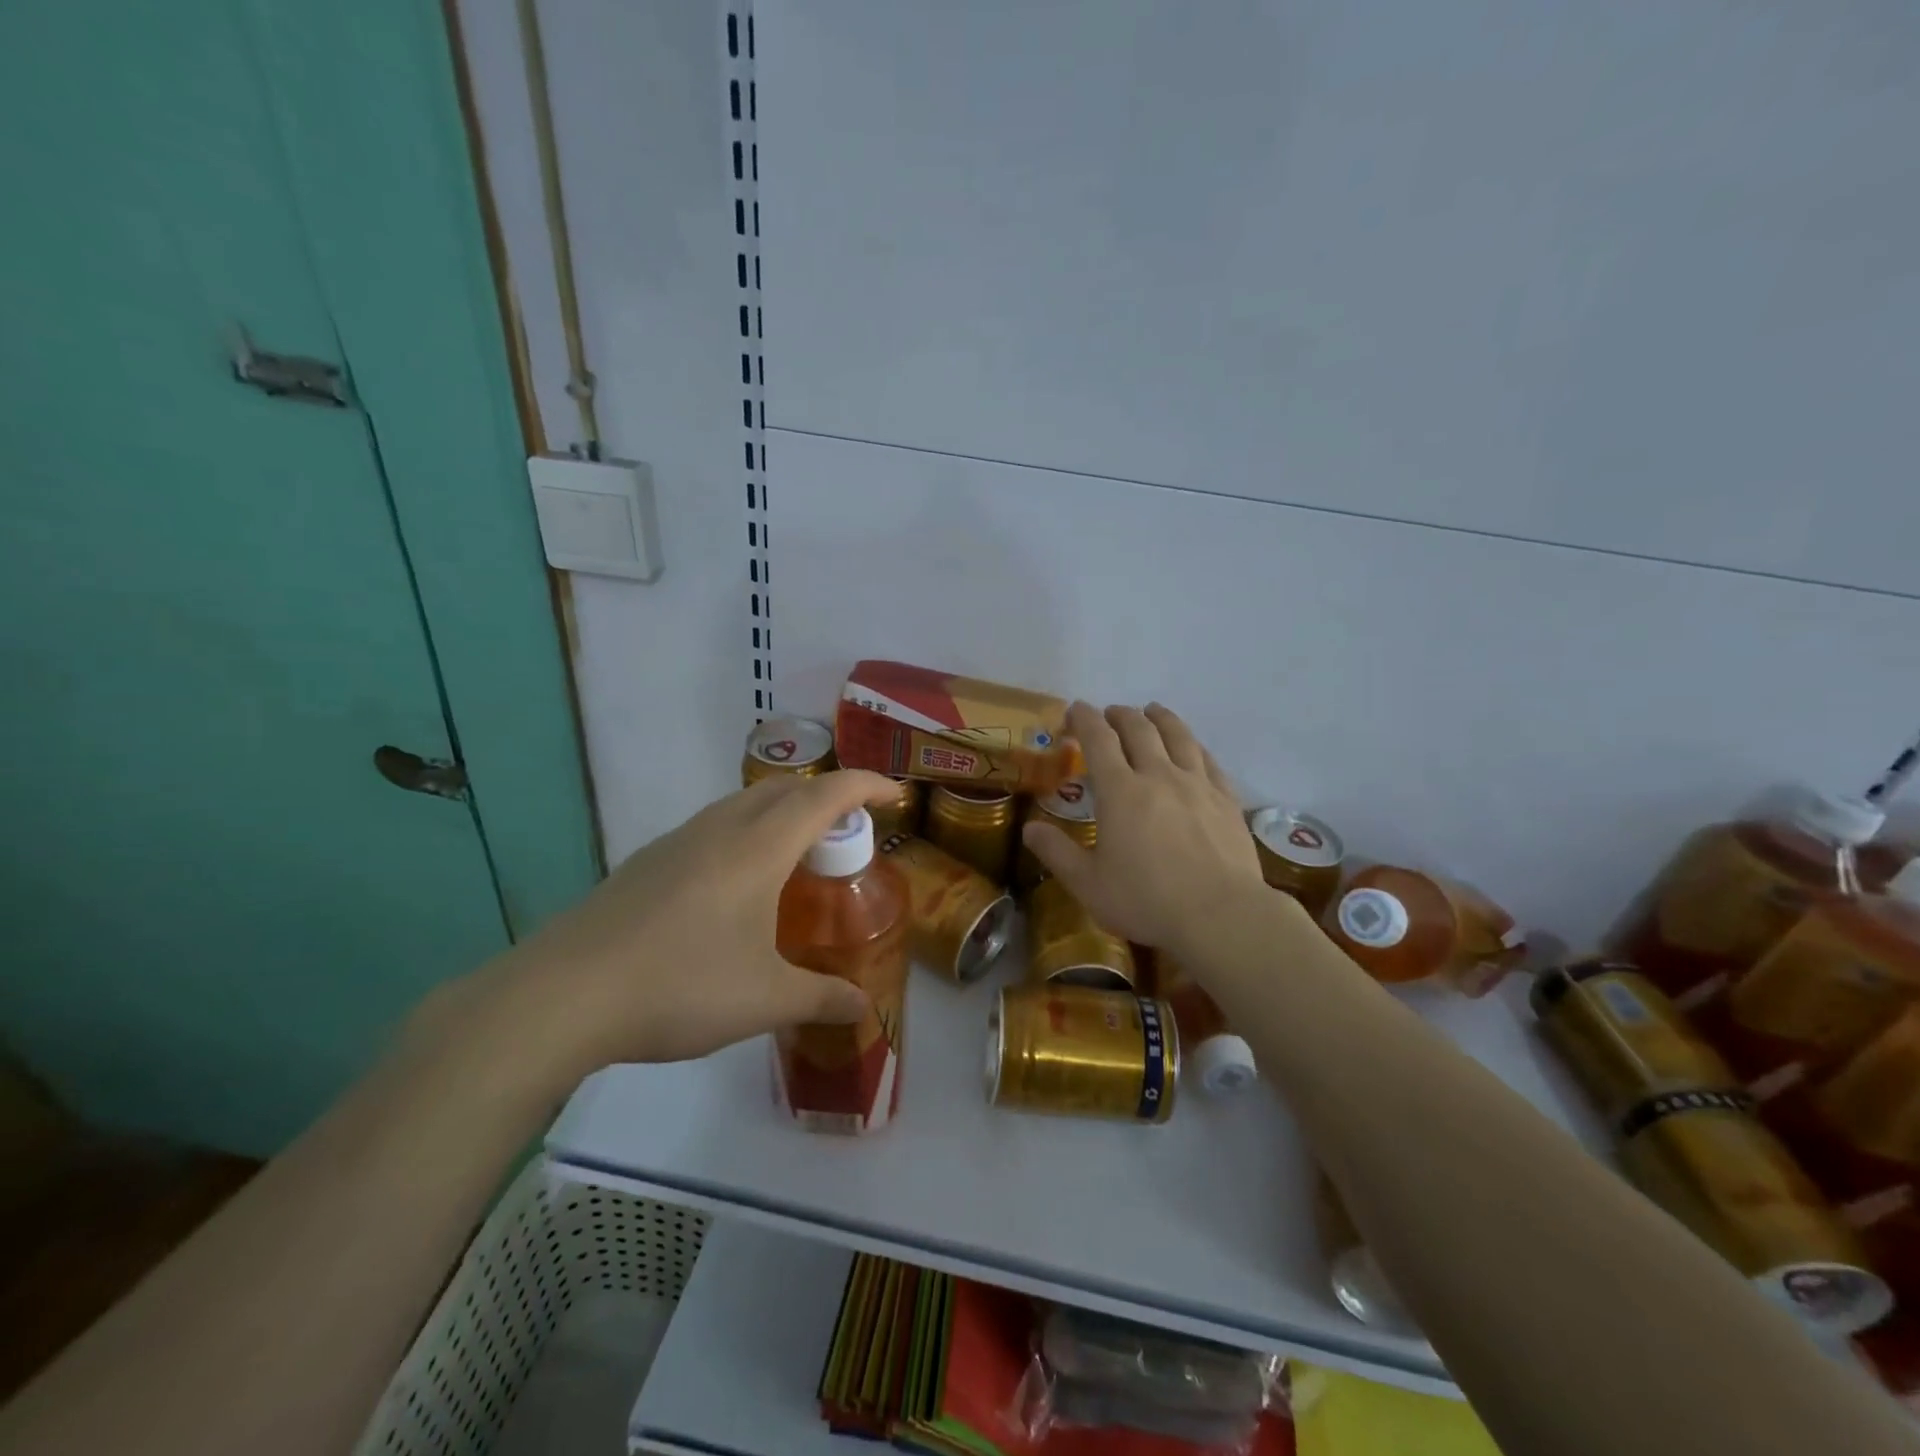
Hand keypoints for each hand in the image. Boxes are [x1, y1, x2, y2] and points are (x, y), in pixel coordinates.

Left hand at [477, 769, 901, 1073]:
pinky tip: (737, 885)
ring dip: (783, 812)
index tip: (896, 795)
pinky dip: (746, 833)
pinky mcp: (648, 861)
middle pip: (785, 788)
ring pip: (745, 803)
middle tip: (849, 834)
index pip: (826, 795)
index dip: (866, 786)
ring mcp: (679, 841)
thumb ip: (820, 998)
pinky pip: (714, 827)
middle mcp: (721, 829)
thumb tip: (863, 1009)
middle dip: (827, 797)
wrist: (563, 995)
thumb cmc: (679, 986)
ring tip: (798, 856)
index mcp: (758, 848)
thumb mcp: (763, 1000)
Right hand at [1023, 702, 1266, 953]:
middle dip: (1120, 715)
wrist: (1221, 915)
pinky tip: (1193, 748)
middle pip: (1139, 729)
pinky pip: (1209, 760)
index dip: (1084, 718)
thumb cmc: (1147, 900)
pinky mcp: (1226, 800)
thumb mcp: (1089, 884)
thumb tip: (1029, 828)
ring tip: (1152, 711)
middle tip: (1110, 714)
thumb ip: (1057, 853)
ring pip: (1178, 736)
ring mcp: (1197, 785)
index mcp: (1121, 791)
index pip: (1098, 739)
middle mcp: (1159, 775)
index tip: (1075, 709)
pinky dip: (1194, 746)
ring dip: (1161, 718)